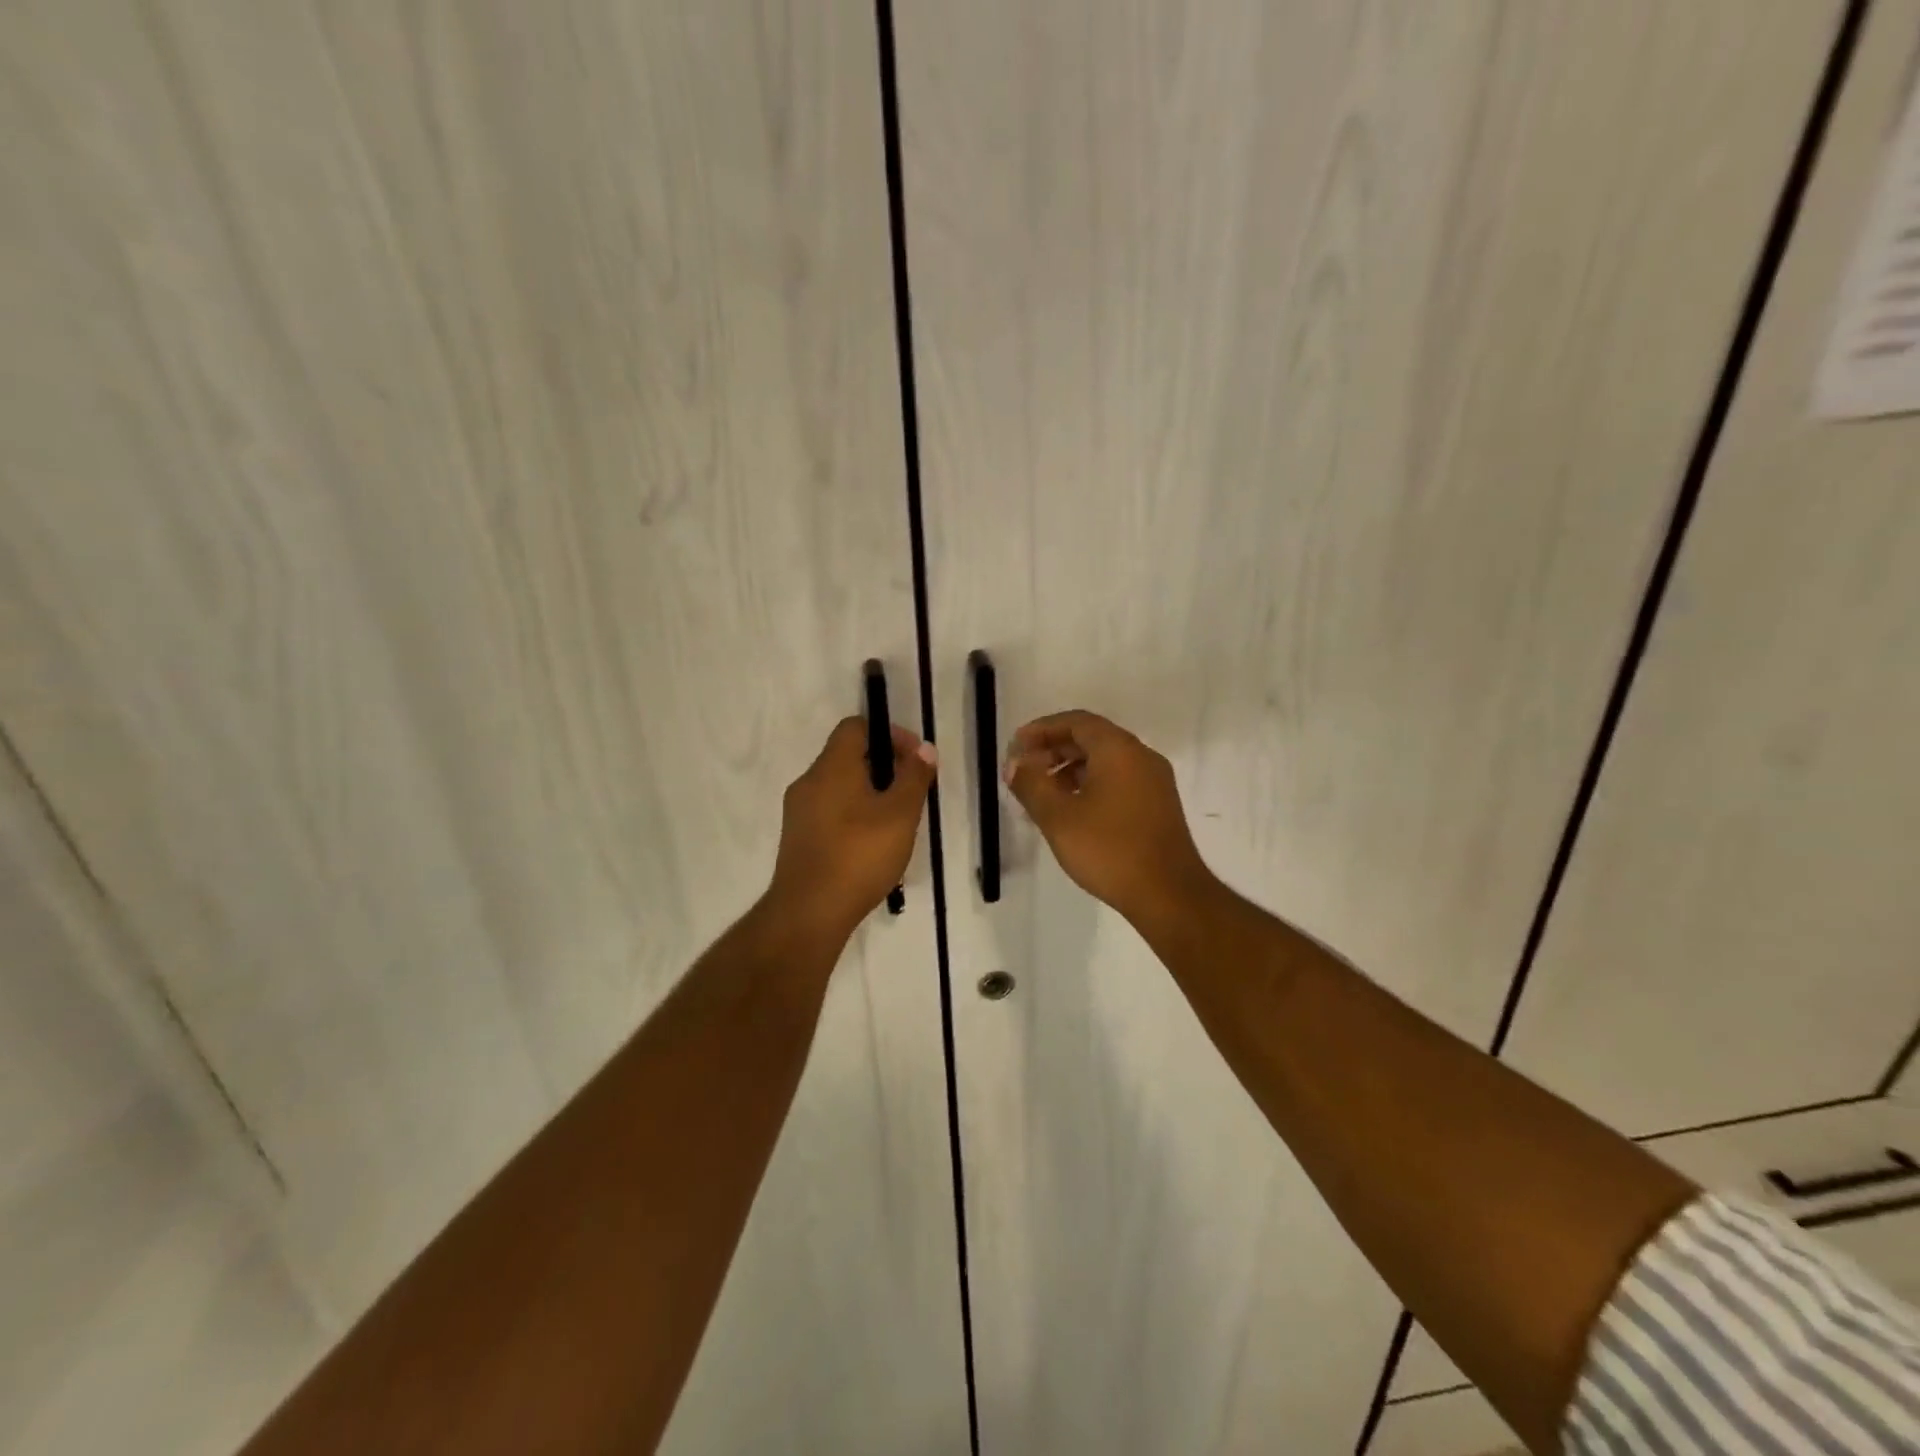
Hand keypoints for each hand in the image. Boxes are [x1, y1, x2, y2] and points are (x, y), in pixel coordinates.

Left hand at [768, 716, 936, 936]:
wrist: (808, 913)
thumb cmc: (859, 856)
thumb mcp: (900, 814)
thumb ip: (914, 777)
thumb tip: (924, 749)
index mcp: (832, 767)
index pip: (855, 726)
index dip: (889, 734)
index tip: (914, 759)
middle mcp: (809, 781)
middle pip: (847, 756)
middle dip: (884, 766)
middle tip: (911, 793)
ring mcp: (799, 811)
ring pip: (839, 786)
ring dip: (870, 793)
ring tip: (896, 822)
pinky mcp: (798, 838)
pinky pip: (829, 811)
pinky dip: (853, 814)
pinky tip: (872, 845)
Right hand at [1004, 710, 1212, 923]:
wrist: (1169, 895)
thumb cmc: (1110, 850)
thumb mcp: (1058, 817)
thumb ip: (1031, 784)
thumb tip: (1015, 763)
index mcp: (1119, 749)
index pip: (1076, 722)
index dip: (1042, 729)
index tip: (1016, 746)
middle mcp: (1141, 756)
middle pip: (1092, 738)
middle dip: (1054, 749)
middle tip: (1025, 769)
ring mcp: (1154, 781)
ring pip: (1106, 761)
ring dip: (1071, 769)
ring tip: (1043, 793)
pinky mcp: (1159, 805)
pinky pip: (1119, 780)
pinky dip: (1091, 784)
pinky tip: (1072, 810)